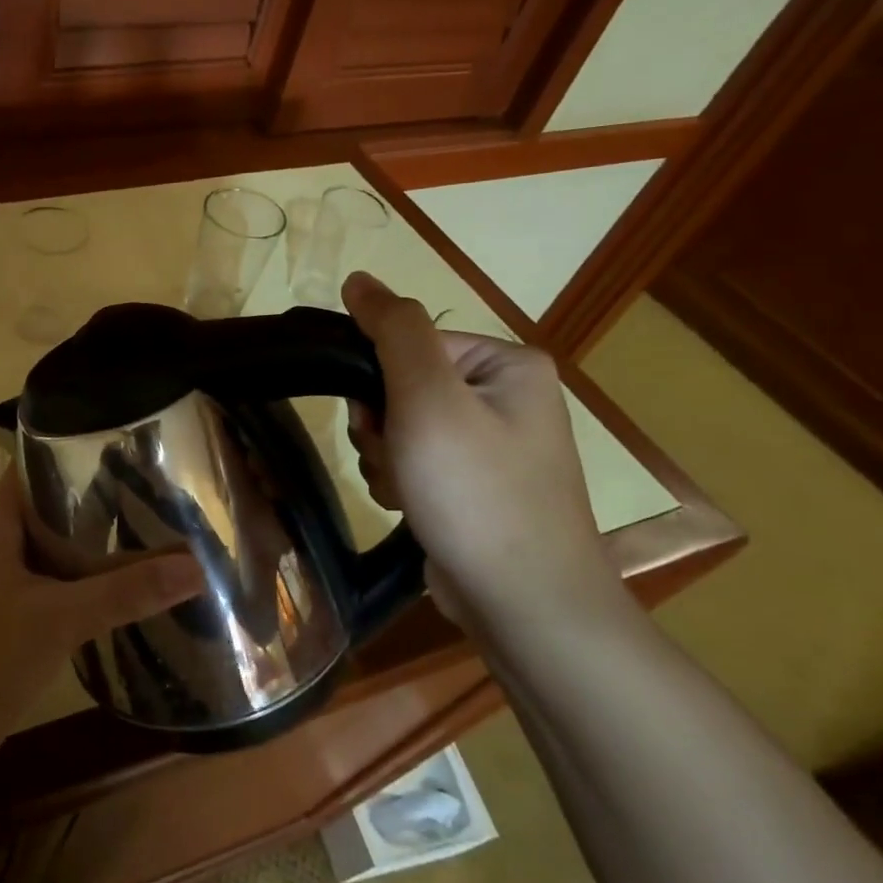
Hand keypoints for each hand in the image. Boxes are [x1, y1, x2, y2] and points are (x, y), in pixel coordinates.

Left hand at [0, 468, 200, 758]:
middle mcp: (11, 539)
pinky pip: (71, 579)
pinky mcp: (30, 610)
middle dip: (106, 492)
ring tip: (163, 523)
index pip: (38, 461)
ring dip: (106, 537)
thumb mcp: (59, 616)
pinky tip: (141, 580)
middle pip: (61, 501)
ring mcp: (19, 576)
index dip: (76, 443)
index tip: (129, 439)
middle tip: (163, 482)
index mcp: (4, 521)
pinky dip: (101, 576)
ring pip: (69, 543)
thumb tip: (195, 565)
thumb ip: (124, 591)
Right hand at [340, 272, 621, 629]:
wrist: (523, 603)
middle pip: (402, 386)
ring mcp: (492, 445)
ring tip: (407, 490)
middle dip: (383, 426)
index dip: (378, 381)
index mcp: (507, 364)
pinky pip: (415, 462)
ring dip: (386, 458)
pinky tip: (411, 507)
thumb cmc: (476, 492)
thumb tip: (358, 279)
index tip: (381, 422)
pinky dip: (400, 481)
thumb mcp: (428, 398)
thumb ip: (393, 331)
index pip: (410, 343)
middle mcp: (505, 397)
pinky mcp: (475, 485)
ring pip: (400, 428)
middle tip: (399, 460)